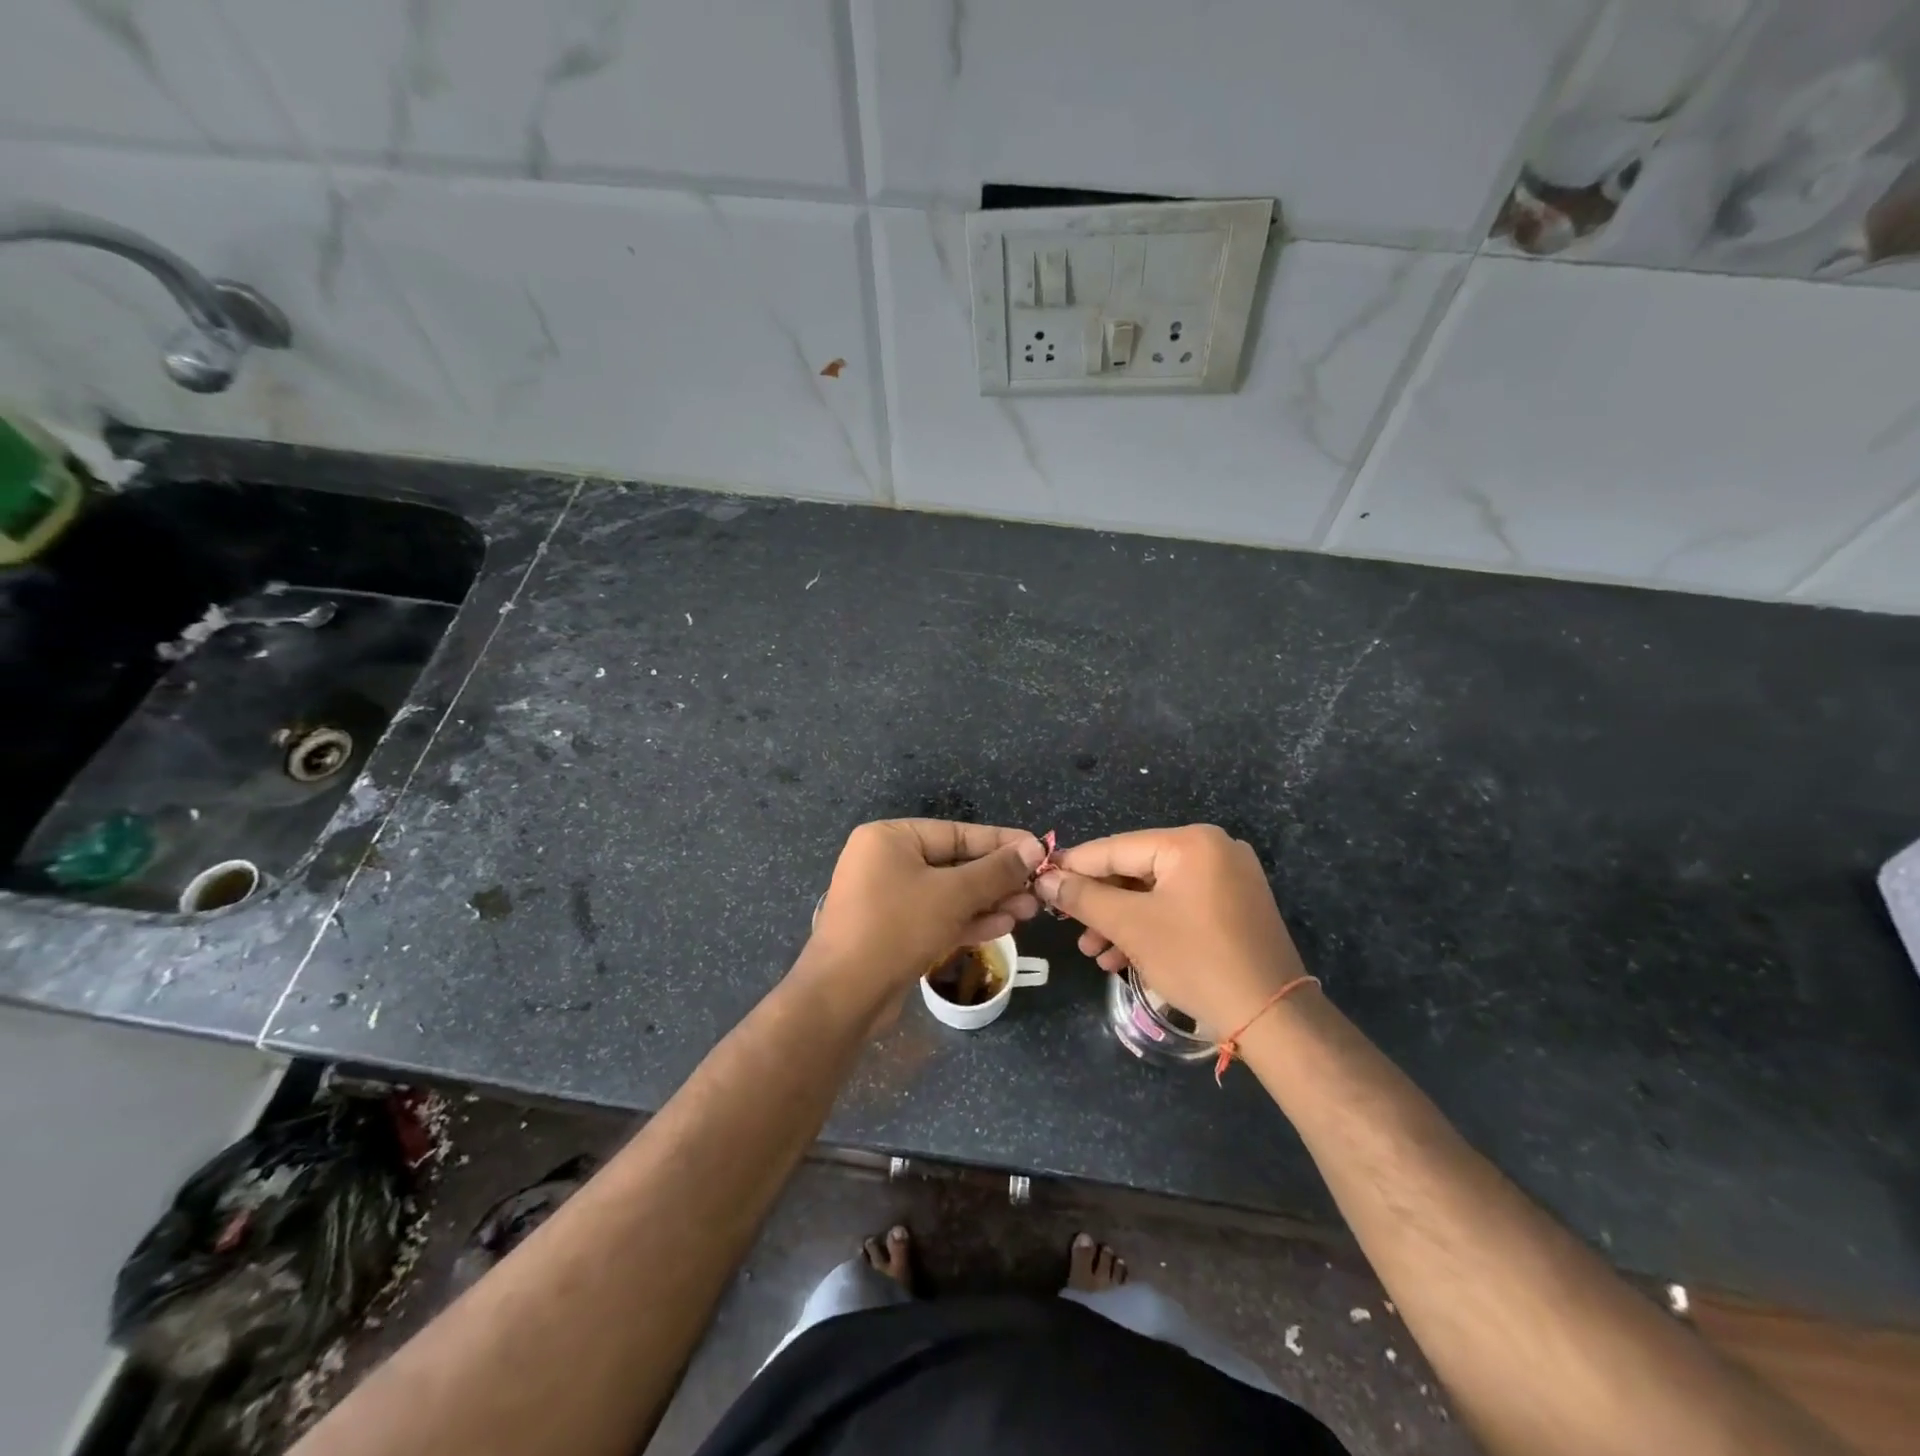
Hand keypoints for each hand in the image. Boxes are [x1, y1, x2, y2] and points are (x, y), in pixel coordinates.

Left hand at [806, 819, 1046, 1010]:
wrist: (844, 996)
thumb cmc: (897, 927)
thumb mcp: (953, 894)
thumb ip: (996, 870)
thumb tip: (1035, 846)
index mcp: (890, 838)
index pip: (956, 832)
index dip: (1001, 842)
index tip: (1039, 849)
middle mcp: (886, 861)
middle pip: (954, 864)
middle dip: (997, 879)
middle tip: (1038, 890)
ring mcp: (888, 898)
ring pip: (949, 894)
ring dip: (988, 902)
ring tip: (1028, 911)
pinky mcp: (893, 931)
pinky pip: (936, 917)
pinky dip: (967, 921)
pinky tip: (1003, 926)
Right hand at [1035, 825, 1308, 1037]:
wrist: (1273, 1017)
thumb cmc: (1196, 960)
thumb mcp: (1131, 926)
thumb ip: (1082, 898)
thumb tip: (1044, 879)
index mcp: (1191, 842)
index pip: (1116, 848)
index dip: (1074, 866)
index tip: (1040, 880)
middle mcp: (1213, 849)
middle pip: (1135, 870)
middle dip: (1099, 903)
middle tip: (1067, 926)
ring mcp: (1228, 878)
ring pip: (1155, 892)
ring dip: (1120, 920)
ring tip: (1091, 951)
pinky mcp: (1234, 907)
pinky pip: (1178, 906)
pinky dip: (1149, 927)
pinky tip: (1121, 957)